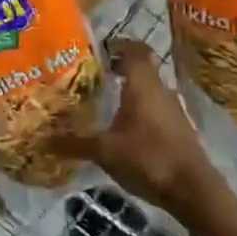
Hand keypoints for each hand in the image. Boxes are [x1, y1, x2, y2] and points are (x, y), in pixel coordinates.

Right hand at [52, 38, 220, 221]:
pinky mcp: (179, 129)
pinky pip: (155, 106)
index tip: (98, 49)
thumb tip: (42, 139)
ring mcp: (172, 109)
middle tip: (94, 72)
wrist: (194, 191)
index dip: (117, 44)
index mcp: (142, 83)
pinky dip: (140, 108)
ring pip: (149, 87)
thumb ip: (74, 142)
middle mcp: (159, 89)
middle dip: (119, 66)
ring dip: (130, 88)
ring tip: (105, 99)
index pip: (133, 49)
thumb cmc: (148, 158)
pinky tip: (124, 126)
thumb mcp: (105, 151)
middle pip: (141, 67)